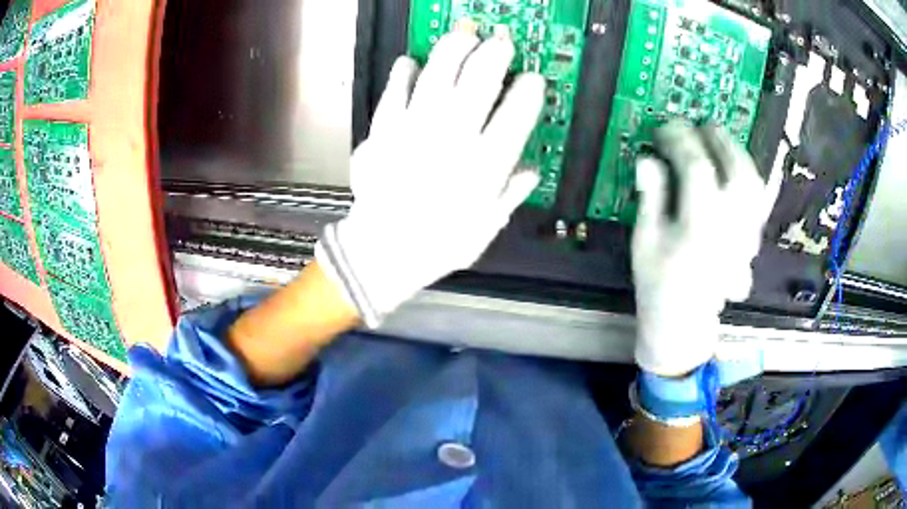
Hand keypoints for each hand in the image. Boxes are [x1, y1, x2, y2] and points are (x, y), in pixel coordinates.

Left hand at [316, 22, 544, 326]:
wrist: (383, 251)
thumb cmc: (440, 244)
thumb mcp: (488, 225)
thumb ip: (512, 192)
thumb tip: (531, 170)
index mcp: (486, 162)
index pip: (517, 112)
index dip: (529, 90)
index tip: (533, 79)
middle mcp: (454, 135)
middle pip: (480, 80)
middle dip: (496, 54)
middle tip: (501, 41)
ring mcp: (416, 126)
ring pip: (439, 73)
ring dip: (455, 48)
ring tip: (465, 34)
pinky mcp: (384, 127)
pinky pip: (397, 89)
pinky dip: (406, 71)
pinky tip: (412, 62)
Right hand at [632, 122, 780, 376]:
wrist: (685, 322)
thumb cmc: (659, 284)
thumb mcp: (645, 240)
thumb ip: (651, 197)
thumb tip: (647, 158)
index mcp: (699, 225)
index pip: (695, 166)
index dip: (680, 139)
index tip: (666, 127)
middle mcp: (730, 226)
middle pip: (734, 169)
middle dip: (718, 139)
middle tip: (701, 125)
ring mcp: (746, 234)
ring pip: (753, 182)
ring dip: (739, 154)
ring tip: (723, 141)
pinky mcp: (752, 241)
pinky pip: (758, 200)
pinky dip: (750, 177)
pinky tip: (740, 169)